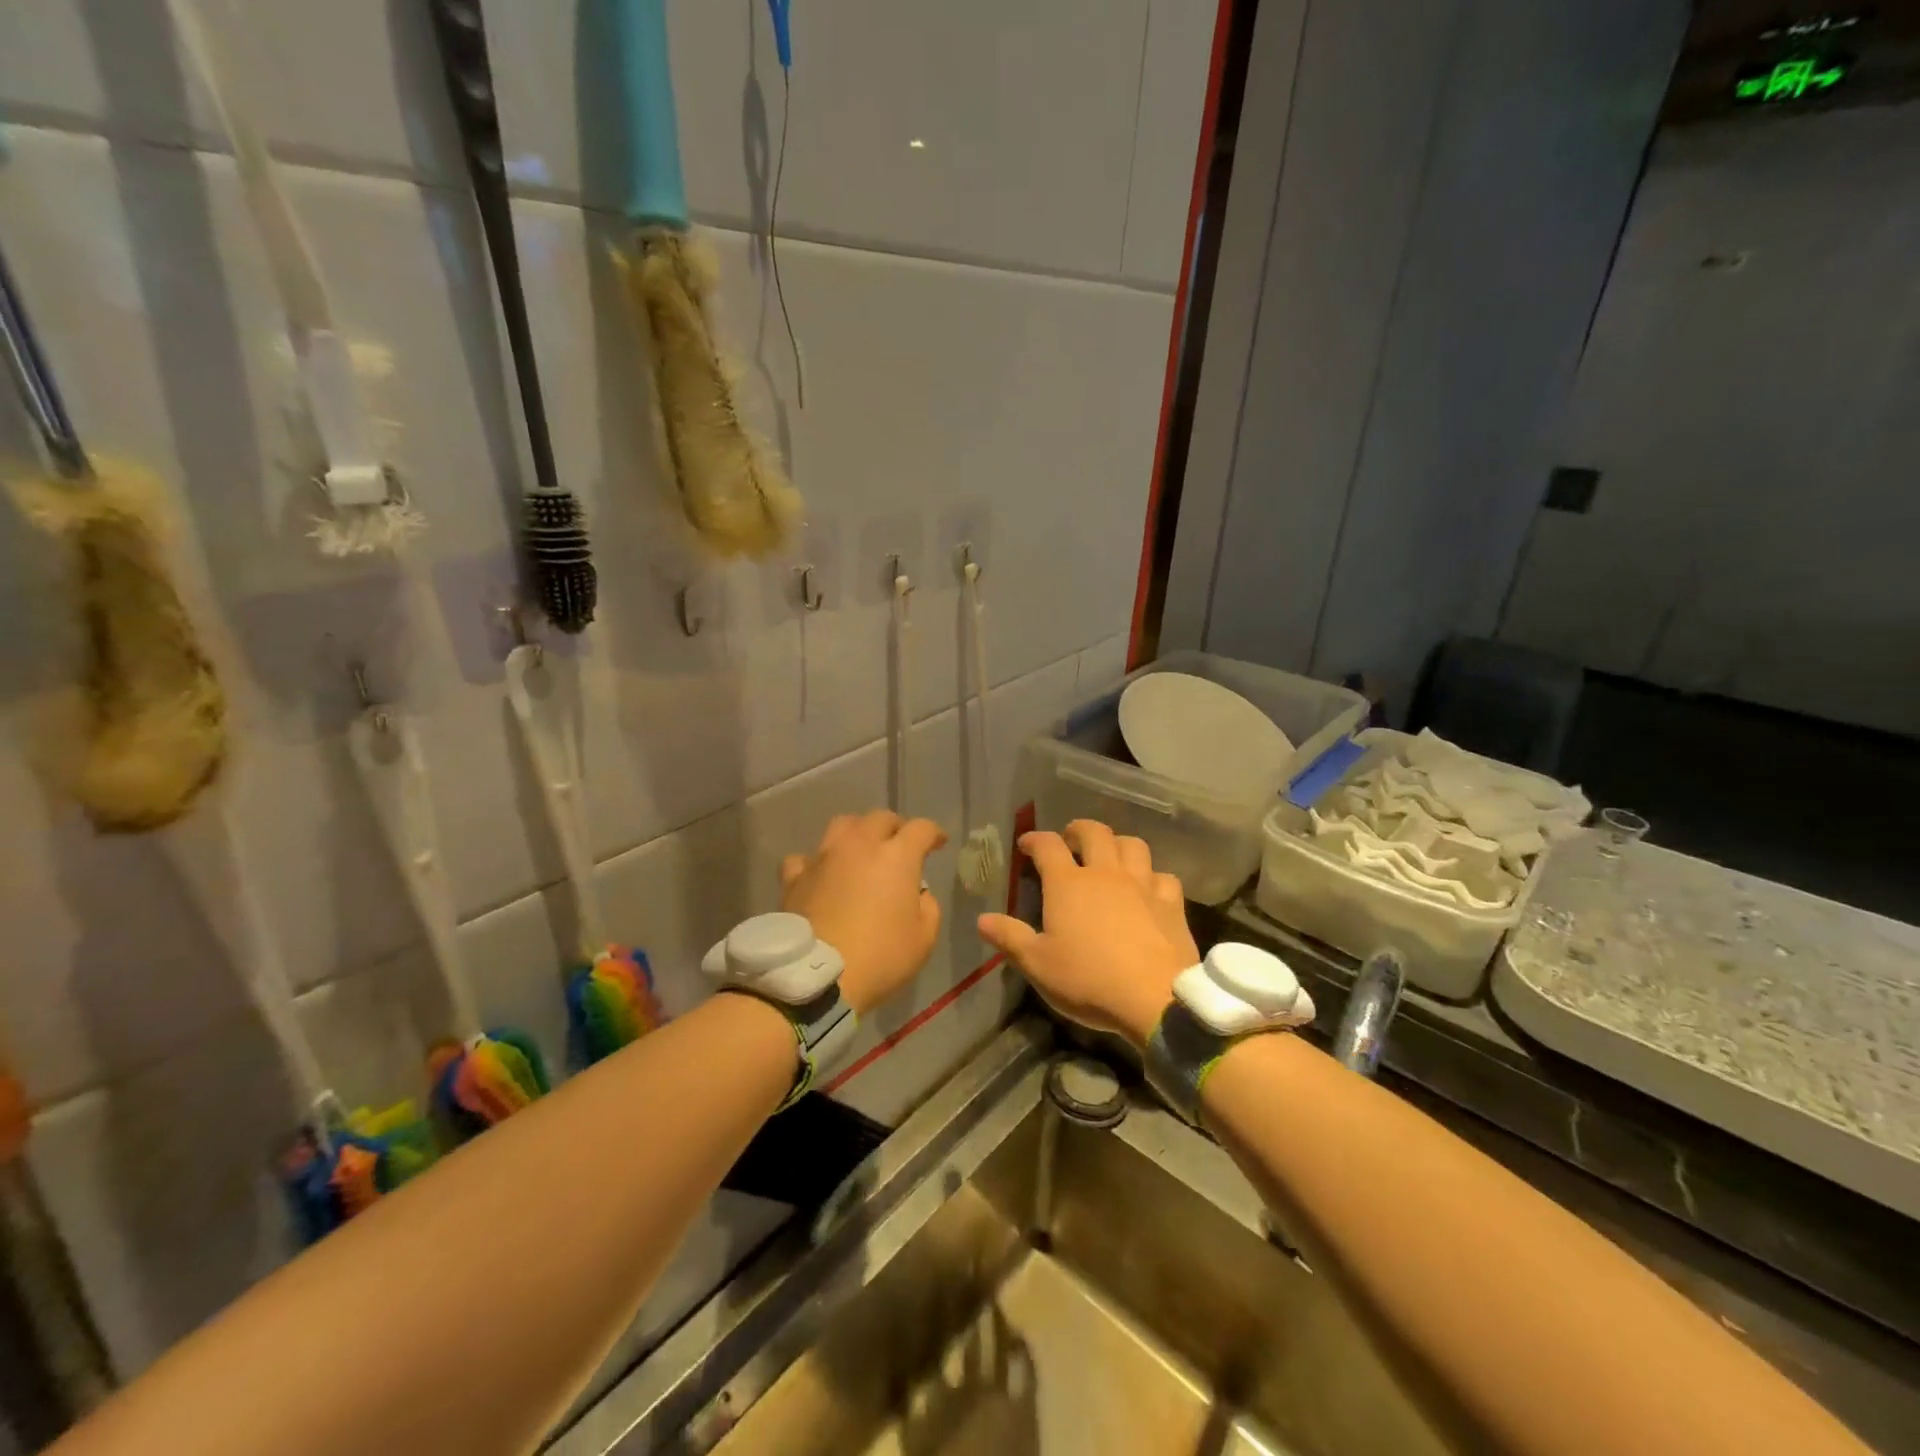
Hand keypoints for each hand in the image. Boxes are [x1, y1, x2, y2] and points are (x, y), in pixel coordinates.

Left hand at [781, 811, 946, 1015]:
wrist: (817, 977)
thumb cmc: (880, 957)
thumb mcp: (924, 939)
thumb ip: (928, 907)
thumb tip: (917, 893)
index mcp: (896, 857)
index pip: (921, 829)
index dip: (933, 833)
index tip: (938, 843)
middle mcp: (859, 846)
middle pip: (880, 818)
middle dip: (895, 828)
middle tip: (900, 846)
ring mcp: (823, 858)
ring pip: (842, 825)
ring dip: (857, 832)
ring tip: (860, 850)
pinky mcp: (795, 877)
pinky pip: (805, 858)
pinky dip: (815, 863)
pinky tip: (819, 875)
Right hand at [977, 820, 1197, 1046]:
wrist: (1156, 999)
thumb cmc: (1088, 980)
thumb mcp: (1038, 965)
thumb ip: (1010, 937)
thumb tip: (982, 919)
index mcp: (1068, 884)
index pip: (1047, 845)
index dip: (1035, 839)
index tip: (1026, 844)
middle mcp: (1105, 873)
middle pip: (1094, 832)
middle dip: (1078, 830)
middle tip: (1070, 841)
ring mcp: (1142, 885)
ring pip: (1133, 845)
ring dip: (1117, 844)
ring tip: (1109, 857)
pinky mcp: (1171, 903)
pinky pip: (1163, 876)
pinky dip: (1152, 876)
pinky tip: (1148, 889)